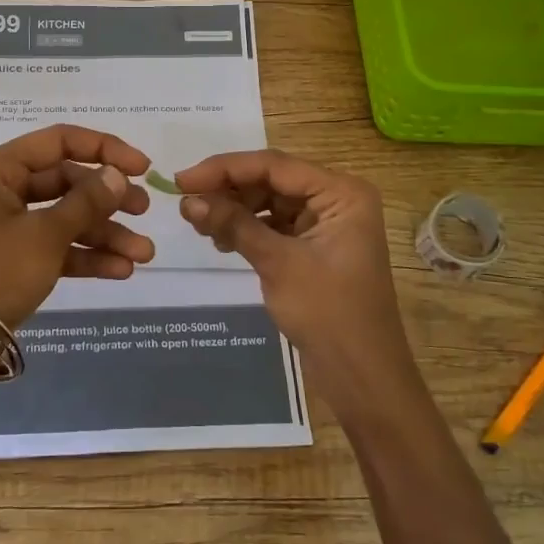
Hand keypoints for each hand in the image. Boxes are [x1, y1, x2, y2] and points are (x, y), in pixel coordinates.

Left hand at [0, 124, 153, 329]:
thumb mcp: (46, 235)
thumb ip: (86, 202)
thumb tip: (118, 175)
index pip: (60, 142)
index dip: (105, 149)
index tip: (142, 167)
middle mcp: (3, 189)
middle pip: (67, 181)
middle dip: (109, 199)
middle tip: (144, 211)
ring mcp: (9, 225)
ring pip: (66, 217)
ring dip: (105, 233)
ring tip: (144, 254)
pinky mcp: (15, 258)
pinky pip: (57, 246)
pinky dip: (86, 255)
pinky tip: (121, 270)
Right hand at [175, 150, 418, 411]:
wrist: (362, 378)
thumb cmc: (329, 314)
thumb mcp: (278, 263)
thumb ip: (234, 225)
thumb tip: (187, 201)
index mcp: (342, 192)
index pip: (274, 165)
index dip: (224, 169)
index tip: (181, 181)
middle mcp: (336, 199)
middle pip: (271, 180)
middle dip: (228, 190)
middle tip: (185, 203)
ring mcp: (326, 224)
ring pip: (269, 201)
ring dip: (234, 209)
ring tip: (198, 224)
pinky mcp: (314, 247)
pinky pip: (274, 224)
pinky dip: (247, 228)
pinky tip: (220, 240)